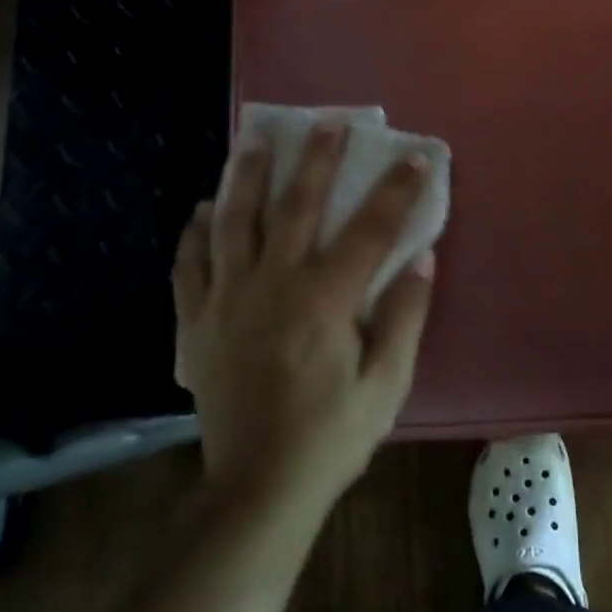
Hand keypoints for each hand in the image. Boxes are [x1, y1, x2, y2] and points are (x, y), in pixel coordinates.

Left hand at [173, 123, 435, 521]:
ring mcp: (228, 301)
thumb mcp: (387, 384)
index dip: (396, 191)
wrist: (258, 489)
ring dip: (247, 176)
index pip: (370, 231)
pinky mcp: (198, 323)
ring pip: (234, 222)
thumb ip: (405, 316)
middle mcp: (273, 286)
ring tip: (255, 138)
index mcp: (325, 301)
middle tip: (327, 122)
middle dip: (316, 160)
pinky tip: (204, 209)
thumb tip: (421, 259)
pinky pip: (190, 265)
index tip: (416, 157)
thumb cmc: (332, 436)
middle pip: (295, 207)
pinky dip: (195, 232)